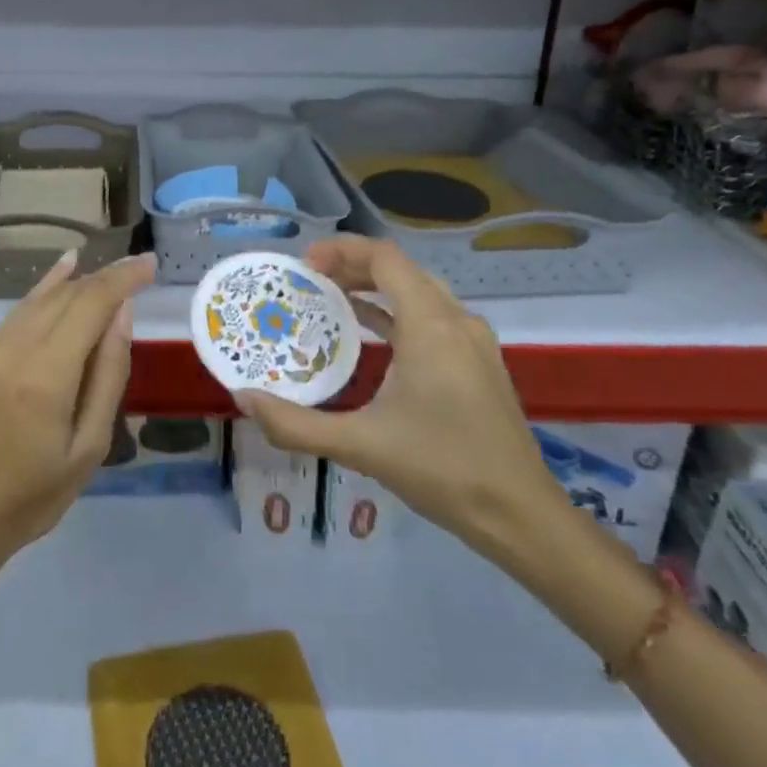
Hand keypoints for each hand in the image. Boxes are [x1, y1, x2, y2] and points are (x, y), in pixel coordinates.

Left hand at [0, 250, 155, 569]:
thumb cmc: (34, 496)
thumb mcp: (90, 446)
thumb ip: (109, 374)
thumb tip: (122, 314)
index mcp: (44, 376)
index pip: (91, 303)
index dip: (123, 277)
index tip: (150, 263)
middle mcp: (10, 349)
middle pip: (66, 295)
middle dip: (104, 278)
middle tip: (137, 271)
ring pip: (38, 300)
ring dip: (76, 284)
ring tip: (108, 271)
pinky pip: (16, 316)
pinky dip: (44, 297)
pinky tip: (63, 278)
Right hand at [234, 236, 564, 560]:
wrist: (521, 516)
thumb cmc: (442, 469)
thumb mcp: (361, 445)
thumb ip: (296, 424)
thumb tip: (244, 400)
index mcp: (431, 325)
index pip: (385, 259)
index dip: (343, 250)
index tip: (304, 264)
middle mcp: (456, 320)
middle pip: (401, 270)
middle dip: (354, 266)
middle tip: (310, 280)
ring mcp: (473, 342)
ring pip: (420, 292)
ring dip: (377, 288)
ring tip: (332, 299)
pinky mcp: (480, 363)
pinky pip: (433, 317)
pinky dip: (398, 313)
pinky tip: (372, 336)